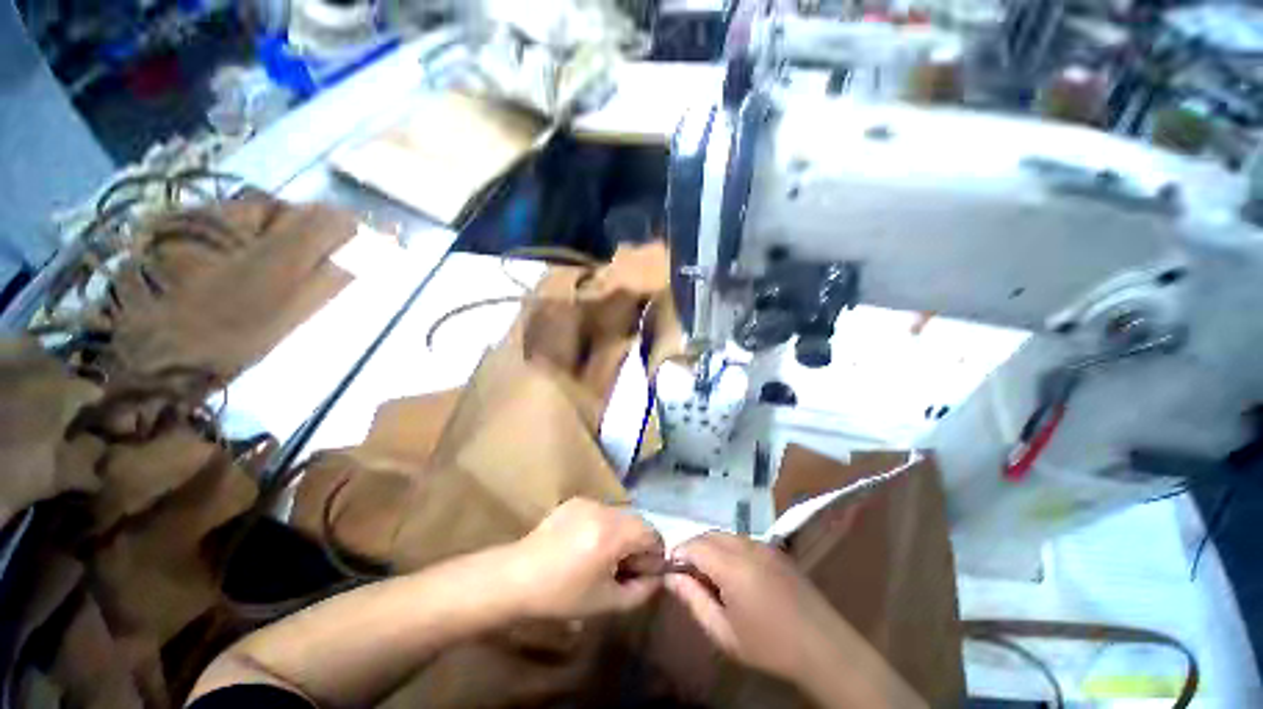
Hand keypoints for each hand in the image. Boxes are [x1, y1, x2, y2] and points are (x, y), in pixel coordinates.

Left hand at [505, 498, 664, 618]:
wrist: (518, 577)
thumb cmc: (562, 595)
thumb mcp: (607, 602)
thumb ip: (641, 591)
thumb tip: (657, 577)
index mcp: (613, 534)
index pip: (653, 533)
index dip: (654, 555)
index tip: (640, 574)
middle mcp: (604, 509)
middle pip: (637, 522)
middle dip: (637, 544)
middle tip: (622, 568)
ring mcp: (589, 501)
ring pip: (620, 515)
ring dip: (621, 534)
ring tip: (602, 557)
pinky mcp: (576, 500)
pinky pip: (602, 511)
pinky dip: (604, 526)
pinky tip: (585, 545)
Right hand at [665, 532, 840, 681]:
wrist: (823, 647)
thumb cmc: (769, 646)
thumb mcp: (725, 633)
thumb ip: (694, 601)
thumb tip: (671, 577)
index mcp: (732, 566)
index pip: (694, 545)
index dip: (678, 553)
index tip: (671, 571)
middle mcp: (747, 546)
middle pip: (708, 534)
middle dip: (693, 548)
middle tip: (688, 574)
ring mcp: (763, 544)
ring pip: (725, 534)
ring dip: (710, 547)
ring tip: (709, 575)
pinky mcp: (775, 549)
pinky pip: (742, 539)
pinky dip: (728, 548)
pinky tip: (733, 572)